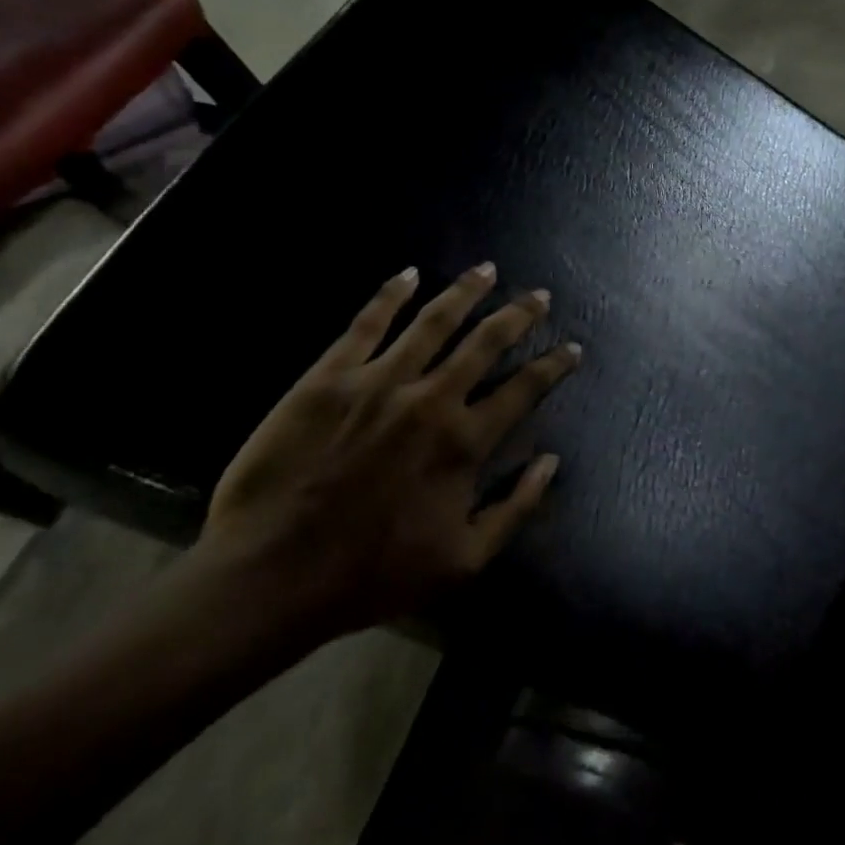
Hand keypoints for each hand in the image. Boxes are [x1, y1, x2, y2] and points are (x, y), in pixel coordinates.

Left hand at [194, 262, 581, 644]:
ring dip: (466, 292)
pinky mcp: (330, 376)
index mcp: (465, 442)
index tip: (572, 348)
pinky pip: (367, 323)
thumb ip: (516, 507)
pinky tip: (408, 274)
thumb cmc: (373, 573)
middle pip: (486, 342)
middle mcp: (432, 399)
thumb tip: (552, 461)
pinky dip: (390, 294)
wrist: (272, 574)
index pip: (524, 389)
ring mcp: (380, 381)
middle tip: (539, 296)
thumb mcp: (464, 561)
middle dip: (519, 315)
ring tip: (487, 270)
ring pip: (435, 321)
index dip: (553, 366)